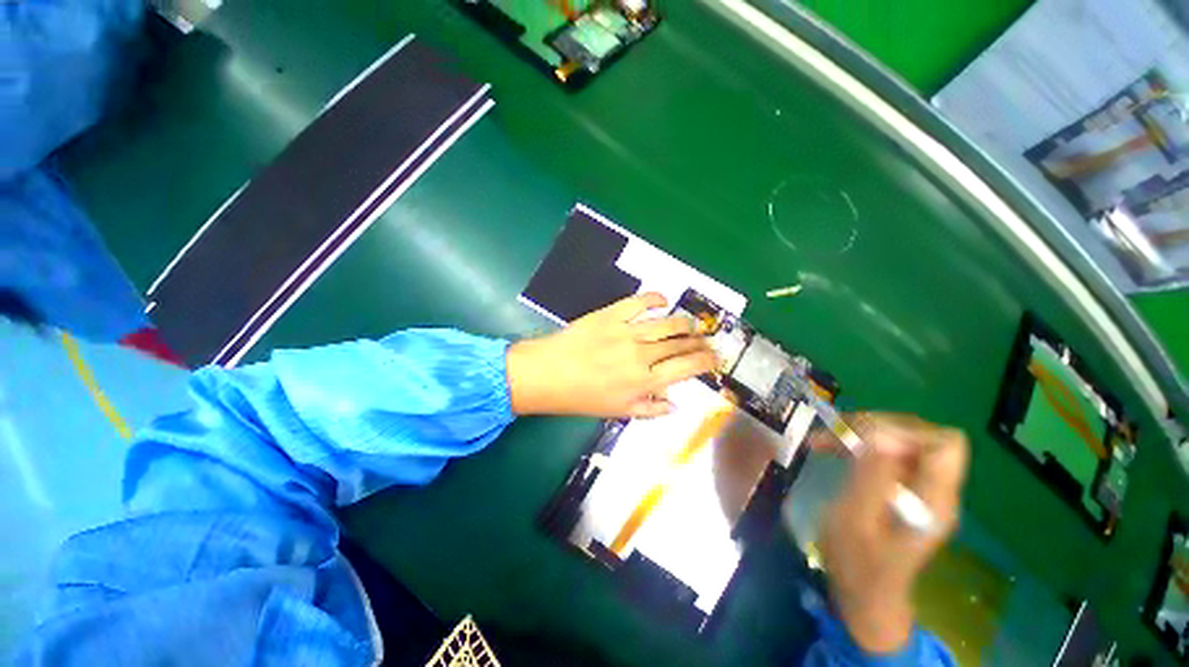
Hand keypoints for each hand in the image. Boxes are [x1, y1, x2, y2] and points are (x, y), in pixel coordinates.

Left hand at [506, 293, 717, 417]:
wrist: (547, 373)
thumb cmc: (581, 397)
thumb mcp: (617, 412)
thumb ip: (649, 409)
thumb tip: (675, 403)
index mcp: (645, 381)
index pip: (687, 367)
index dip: (706, 361)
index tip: (715, 358)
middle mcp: (642, 354)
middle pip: (681, 343)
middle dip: (699, 342)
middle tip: (706, 340)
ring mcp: (627, 331)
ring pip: (667, 322)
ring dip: (684, 323)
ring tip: (691, 324)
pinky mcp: (611, 314)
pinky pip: (639, 301)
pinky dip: (655, 298)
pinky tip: (663, 300)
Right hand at [817, 414, 968, 654]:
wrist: (865, 594)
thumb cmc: (857, 563)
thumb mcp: (856, 520)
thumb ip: (872, 476)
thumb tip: (882, 434)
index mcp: (934, 499)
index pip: (943, 443)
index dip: (903, 430)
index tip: (861, 436)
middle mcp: (936, 490)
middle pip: (920, 435)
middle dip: (875, 426)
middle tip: (833, 433)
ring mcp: (921, 490)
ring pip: (900, 441)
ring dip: (862, 434)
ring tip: (824, 441)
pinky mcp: (904, 491)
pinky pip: (887, 455)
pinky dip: (860, 446)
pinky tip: (833, 450)